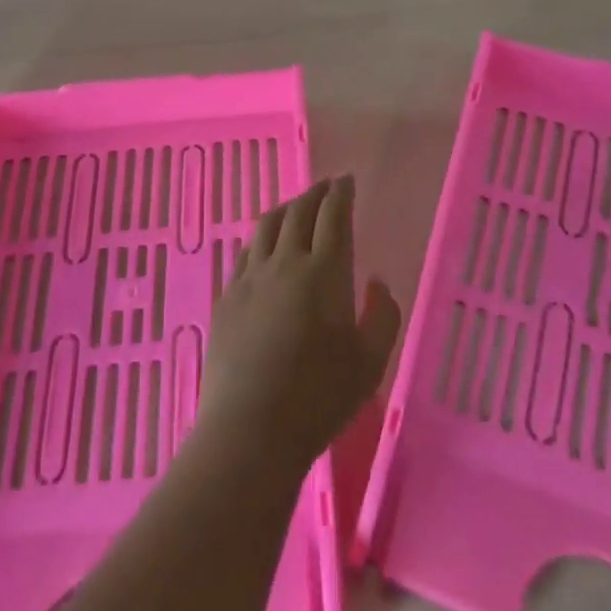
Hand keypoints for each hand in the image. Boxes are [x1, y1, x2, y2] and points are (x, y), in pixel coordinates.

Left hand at [197, 175, 401, 476]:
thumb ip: (383, 316)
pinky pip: (245, 251)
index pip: (333, 216)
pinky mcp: (227, 296)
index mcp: (324, 272)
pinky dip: (261, 237)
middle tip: (326, 186)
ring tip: (296, 206)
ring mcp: (251, 277)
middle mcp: (285, 262)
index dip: (341, 194)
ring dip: (286, 208)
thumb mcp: (370, 363)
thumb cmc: (319, 398)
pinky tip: (263, 245)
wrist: (250, 429)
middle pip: (299, 212)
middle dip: (315, 193)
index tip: (347, 181)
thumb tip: (378, 282)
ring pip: (267, 225)